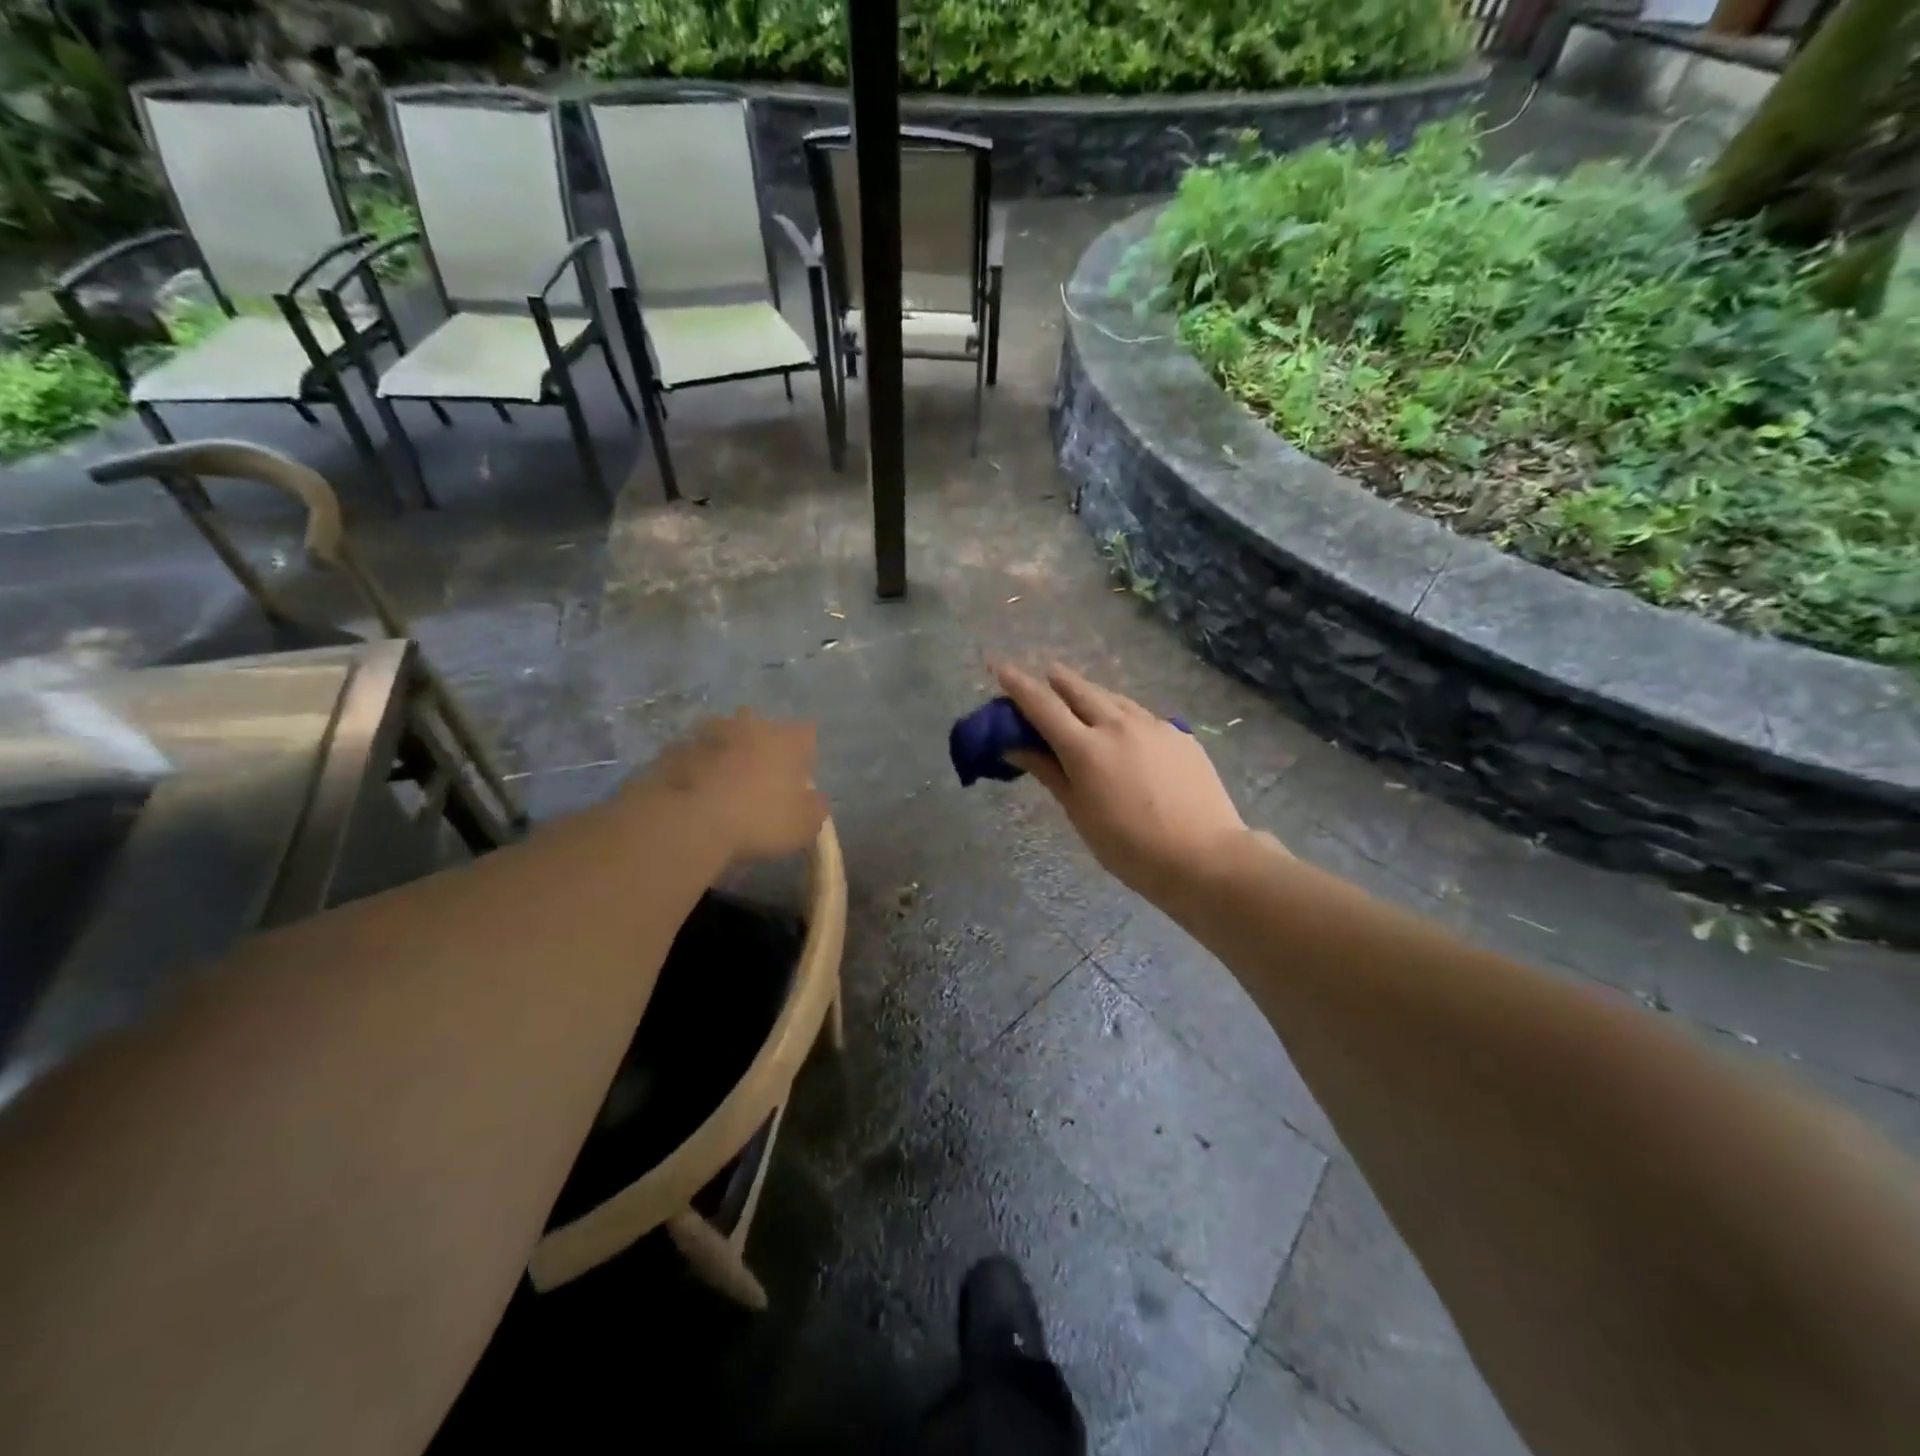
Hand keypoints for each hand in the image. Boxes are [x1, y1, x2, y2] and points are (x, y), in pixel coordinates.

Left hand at [626, 709, 826, 861]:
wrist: (689, 821)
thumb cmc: (759, 820)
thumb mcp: (804, 826)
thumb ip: (815, 807)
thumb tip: (814, 798)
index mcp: (787, 740)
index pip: (807, 734)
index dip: (805, 754)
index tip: (799, 777)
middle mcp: (750, 726)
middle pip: (761, 726)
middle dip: (761, 744)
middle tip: (758, 777)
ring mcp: (708, 734)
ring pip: (723, 736)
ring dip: (725, 752)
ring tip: (722, 785)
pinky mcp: (674, 750)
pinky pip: (691, 755)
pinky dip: (695, 768)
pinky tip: (694, 793)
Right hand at [995, 662, 1257, 902]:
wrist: (1205, 857)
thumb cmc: (1130, 847)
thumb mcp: (1079, 812)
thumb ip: (1048, 772)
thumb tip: (1014, 746)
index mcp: (1086, 748)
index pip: (1043, 706)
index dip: (1018, 685)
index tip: (1001, 667)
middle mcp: (1117, 725)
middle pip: (1079, 689)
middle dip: (1057, 680)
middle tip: (1045, 677)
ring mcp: (1153, 726)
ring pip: (1113, 698)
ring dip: (1091, 694)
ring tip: (1083, 700)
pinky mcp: (1180, 734)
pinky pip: (1142, 715)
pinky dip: (1122, 715)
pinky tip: (1126, 732)